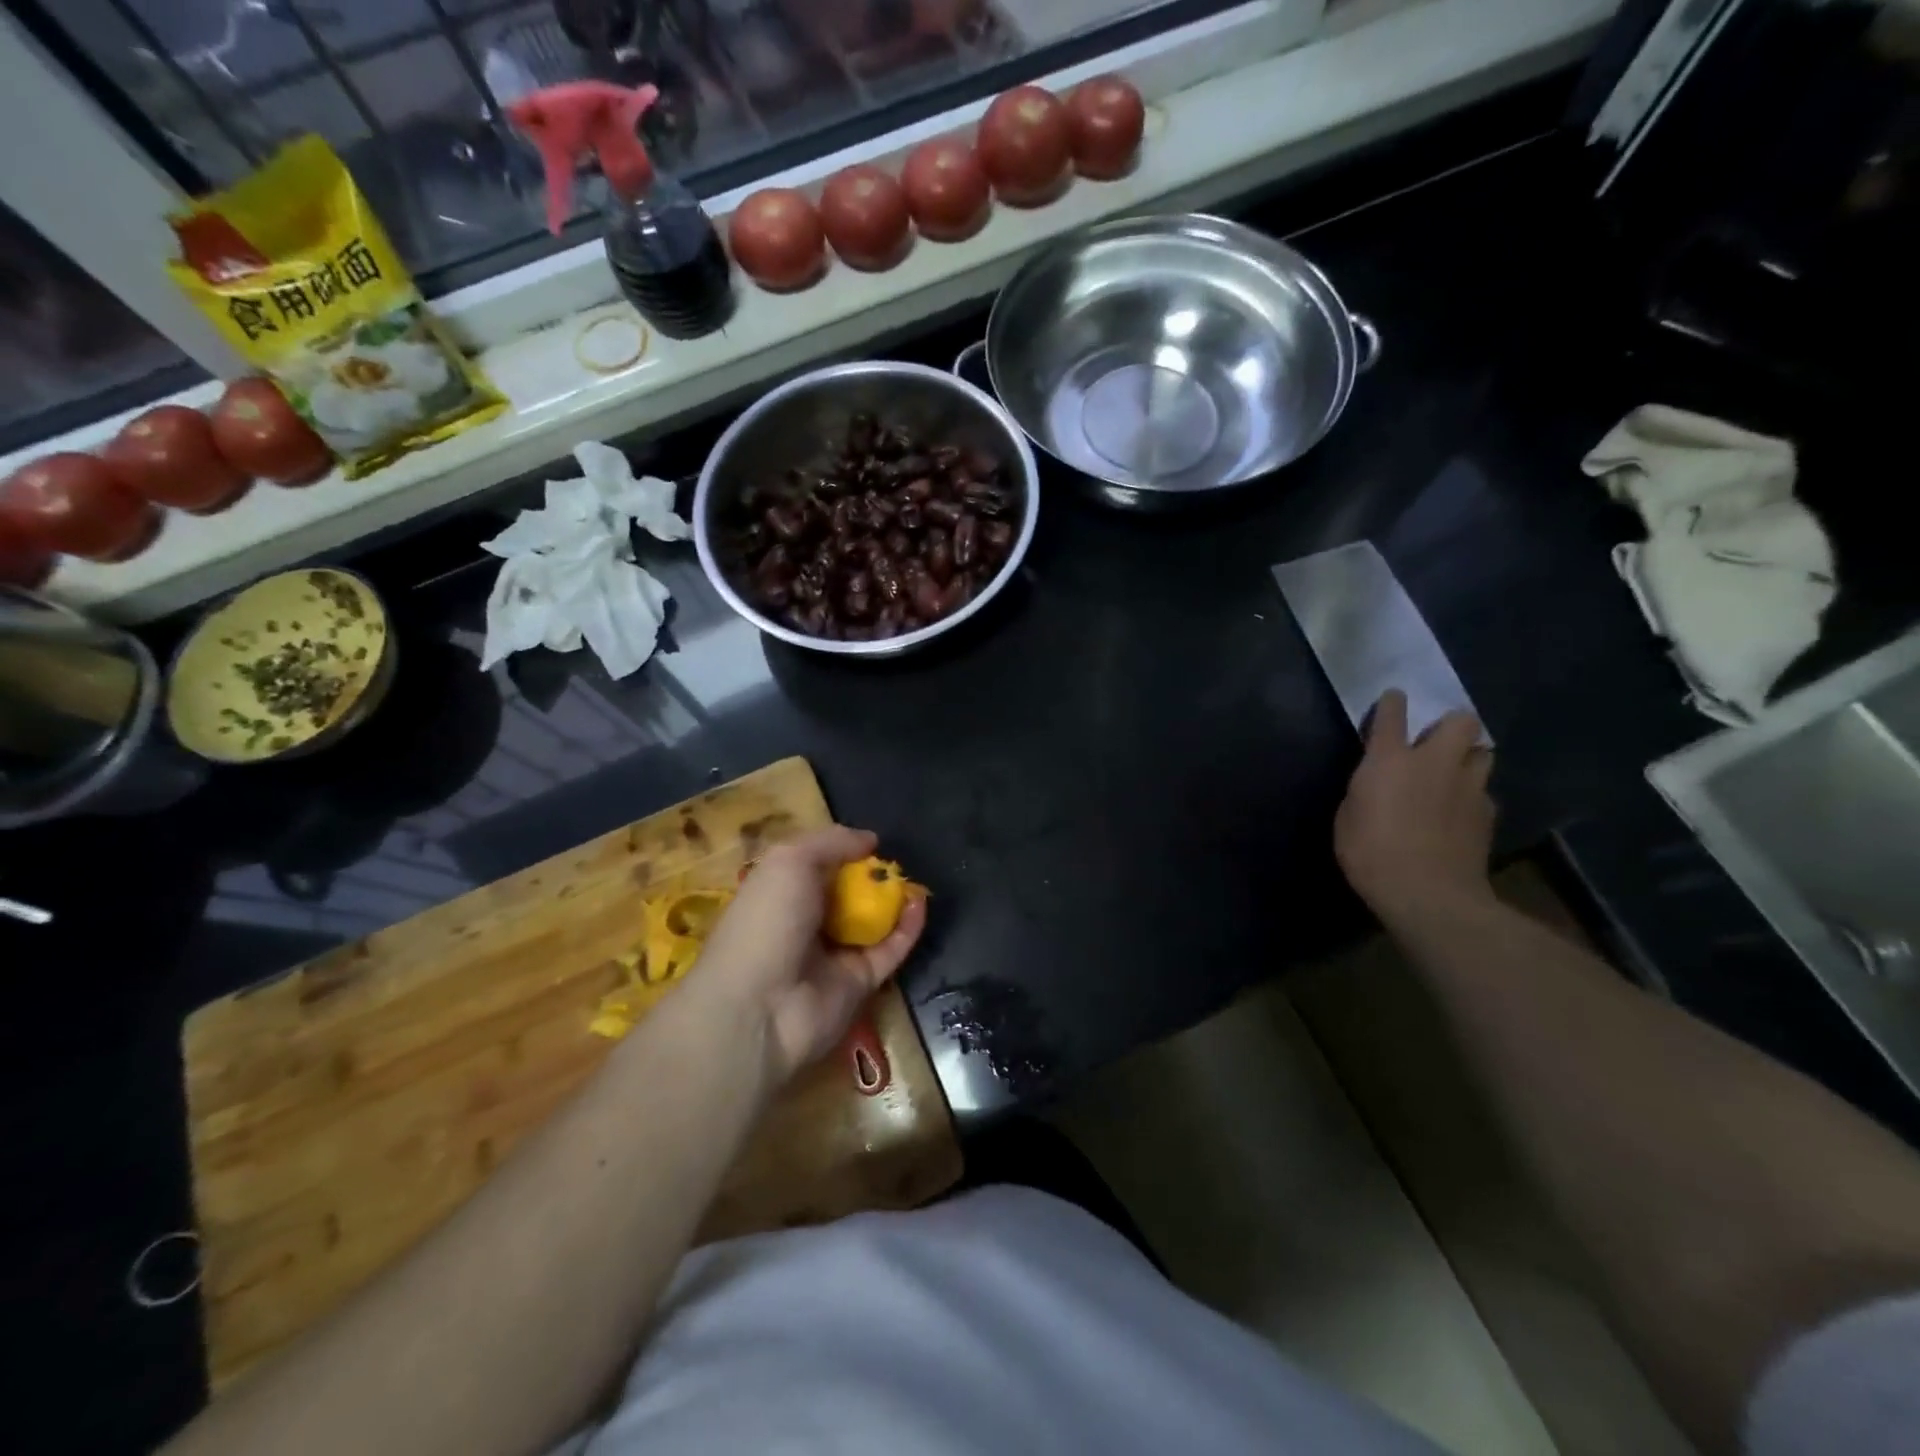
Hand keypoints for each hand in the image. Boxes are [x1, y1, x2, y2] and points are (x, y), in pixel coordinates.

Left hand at [692, 827, 926, 1087]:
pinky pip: (891, 949)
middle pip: (847, 893)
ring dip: (894, 898)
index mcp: (780, 893)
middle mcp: (806, 922)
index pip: (816, 867)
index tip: (870, 841)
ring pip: (873, 921)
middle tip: (895, 860)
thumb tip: (870, 839)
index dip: (842, 851)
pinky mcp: (862, 982)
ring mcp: (835, 955)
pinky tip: (920, 902)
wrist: (760, 1007)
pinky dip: (908, 926)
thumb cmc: (767, 920)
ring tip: (914, 878)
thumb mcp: (789, 861)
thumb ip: (831, 842)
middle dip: (872, 875)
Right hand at [1334, 690, 1496, 922]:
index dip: (1392, 703)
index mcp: (1390, 759)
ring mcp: (1468, 787)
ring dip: (1468, 758)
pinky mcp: (1488, 814)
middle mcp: (1434, 762)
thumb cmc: (1370, 852)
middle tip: (1436, 742)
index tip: (1393, 698)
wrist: (1427, 893)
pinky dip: (1471, 797)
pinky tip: (1458, 814)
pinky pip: (1483, 793)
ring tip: (1453, 775)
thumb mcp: (1348, 816)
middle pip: (1461, 721)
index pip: (1392, 714)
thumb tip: (1378, 782)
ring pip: (1482, 753)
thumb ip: (1366, 789)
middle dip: (1451, 725)